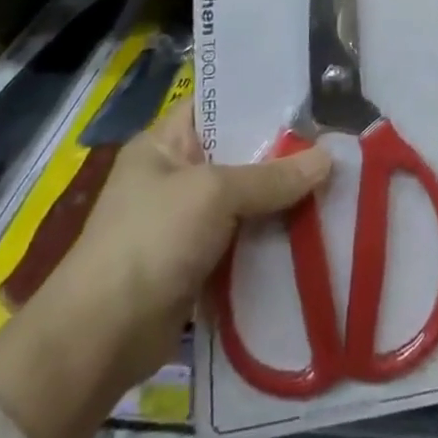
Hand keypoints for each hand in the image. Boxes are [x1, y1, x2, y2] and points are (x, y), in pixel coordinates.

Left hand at [60, 102, 331, 378]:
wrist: (102, 338)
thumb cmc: (151, 240)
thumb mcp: (214, 194)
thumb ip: (272, 177)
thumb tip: (329, 158)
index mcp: (164, 143)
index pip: (216, 103)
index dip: (259, 98)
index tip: (309, 98)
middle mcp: (175, 175)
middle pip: (238, 153)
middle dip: (283, 154)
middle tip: (335, 144)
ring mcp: (185, 221)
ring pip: (245, 198)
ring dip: (282, 199)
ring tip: (335, 184)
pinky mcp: (197, 261)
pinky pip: (243, 237)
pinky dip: (271, 236)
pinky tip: (313, 230)